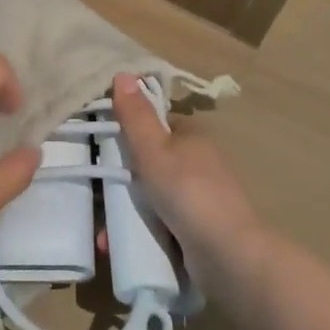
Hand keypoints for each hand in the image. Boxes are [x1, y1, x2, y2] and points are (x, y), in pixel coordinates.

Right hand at [110, 72, 267, 293]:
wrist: (230, 256)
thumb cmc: (188, 192)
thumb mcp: (154, 150)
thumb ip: (135, 115)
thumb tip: (122, 73)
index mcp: (193, 136)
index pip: (155, 125)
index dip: (129, 133)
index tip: (102, 148)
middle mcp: (199, 163)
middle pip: (151, 163)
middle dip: (122, 182)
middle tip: (99, 195)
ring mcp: (200, 198)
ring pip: (153, 197)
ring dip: (126, 212)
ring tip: (105, 233)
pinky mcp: (198, 230)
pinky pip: (161, 224)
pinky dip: (140, 232)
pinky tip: (118, 246)